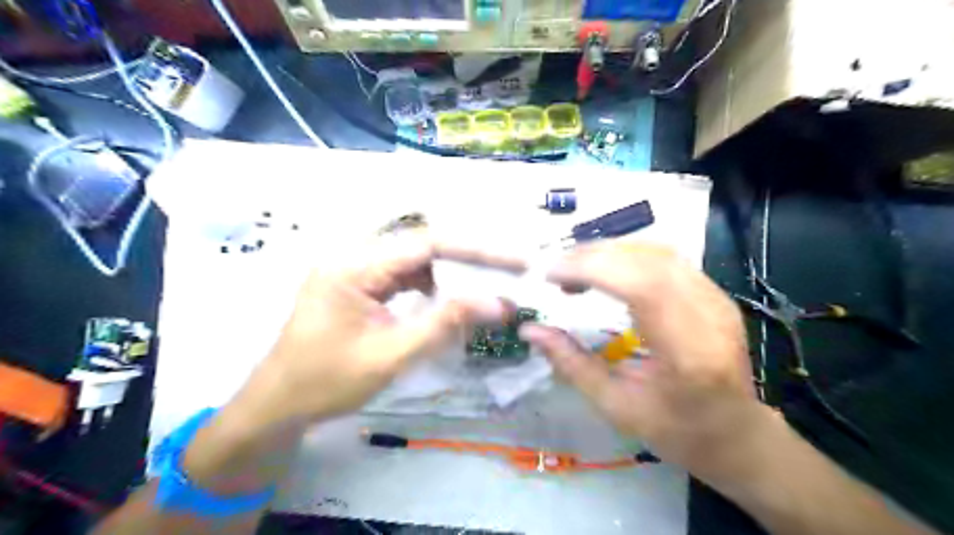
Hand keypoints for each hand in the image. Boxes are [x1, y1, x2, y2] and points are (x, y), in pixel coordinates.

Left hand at [235, 236, 519, 428]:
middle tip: (510, 274)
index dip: (475, 250)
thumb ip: (445, 324)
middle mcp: (355, 257)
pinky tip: (449, 304)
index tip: (514, 260)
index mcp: (354, 266)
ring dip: (451, 277)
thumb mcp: (391, 355)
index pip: (426, 244)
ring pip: (417, 263)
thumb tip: (498, 303)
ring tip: (486, 291)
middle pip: (424, 248)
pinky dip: (431, 289)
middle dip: (469, 262)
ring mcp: (356, 270)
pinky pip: (404, 278)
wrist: (278, 406)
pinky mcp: (360, 286)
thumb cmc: (326, 383)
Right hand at [519, 241, 765, 477]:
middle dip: (593, 256)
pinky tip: (605, 271)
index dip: (593, 270)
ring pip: (656, 251)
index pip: (643, 287)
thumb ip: (571, 363)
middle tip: (555, 271)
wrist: (736, 433)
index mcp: (689, 352)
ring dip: (608, 252)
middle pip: (648, 260)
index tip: (551, 273)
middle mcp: (709, 314)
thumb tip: (530, 329)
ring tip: (575, 270)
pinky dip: (626, 256)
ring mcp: (716, 297)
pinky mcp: (713, 291)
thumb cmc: (676, 430)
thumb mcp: (616, 406)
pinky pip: (664, 258)